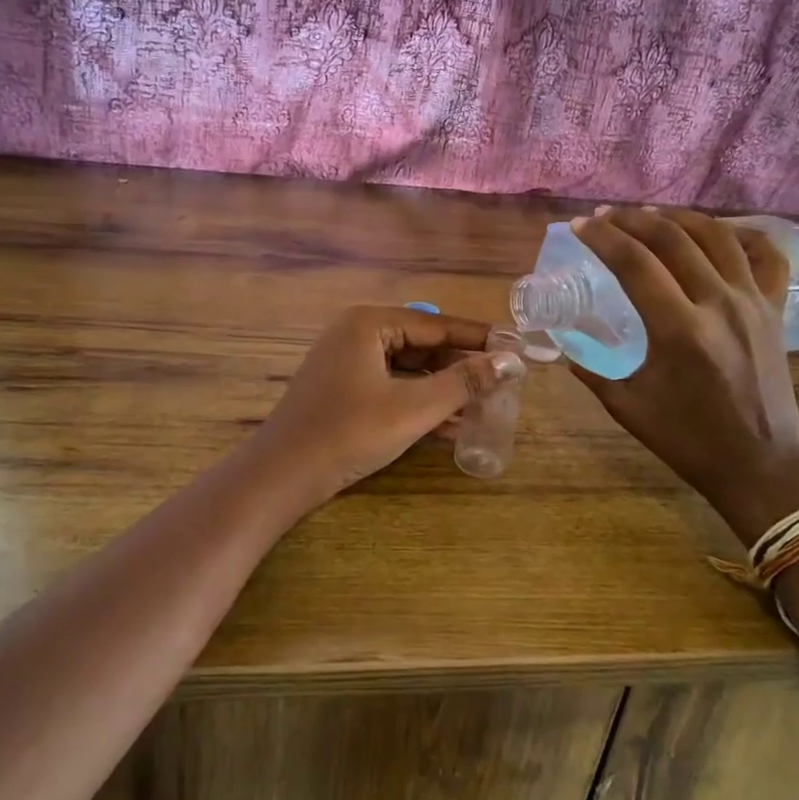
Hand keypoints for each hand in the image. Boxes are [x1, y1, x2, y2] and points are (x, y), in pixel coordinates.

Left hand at [252, 305, 527, 503]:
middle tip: (503, 382)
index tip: (517, 347)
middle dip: (461, 367)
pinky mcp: (342, 389)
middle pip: (423, 345)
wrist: (281, 476)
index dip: (480, 338)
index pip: (438, 325)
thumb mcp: (413, 408)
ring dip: (443, 389)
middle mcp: (356, 333)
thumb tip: (510, 362)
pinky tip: (450, 426)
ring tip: (484, 407)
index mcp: (370, 323)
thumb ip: (463, 383)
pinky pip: (390, 386)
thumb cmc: (348, 433)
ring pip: (408, 369)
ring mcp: (346, 361)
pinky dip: (418, 402)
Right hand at [568, 207, 798, 544]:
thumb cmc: (689, 440)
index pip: (633, 263)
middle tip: (606, 216)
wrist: (760, 464)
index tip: (580, 226)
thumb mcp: (627, 407)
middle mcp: (718, 304)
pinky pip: (765, 255)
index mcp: (678, 330)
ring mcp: (752, 303)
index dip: (602, 238)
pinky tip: (717, 231)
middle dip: (632, 220)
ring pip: (716, 236)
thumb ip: (592, 371)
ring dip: (678, 218)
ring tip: (650, 216)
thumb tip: (565, 348)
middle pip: (672, 238)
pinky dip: (741, 234)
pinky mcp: (774, 309)